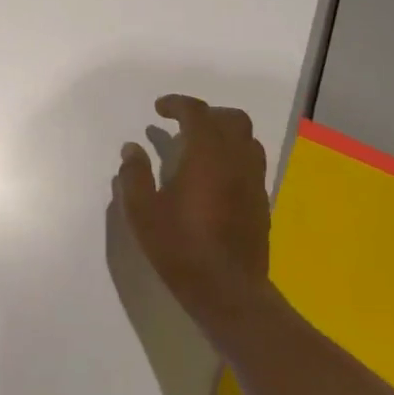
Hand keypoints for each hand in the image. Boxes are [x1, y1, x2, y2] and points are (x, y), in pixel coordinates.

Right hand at [114, 95, 272, 336]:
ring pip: (248, 139)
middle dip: (207, 114)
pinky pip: (252, 163)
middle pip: (232, 118)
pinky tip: (214, 177)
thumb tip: (132, 148)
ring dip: (225, 133)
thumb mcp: (142, 212)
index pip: (197, 113)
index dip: (177, 104)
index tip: (159, 109)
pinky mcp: (261, 201)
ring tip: (200, 148)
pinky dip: (234, 156)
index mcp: (207, 154)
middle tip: (183, 125)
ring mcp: (254, 180)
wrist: (228, 290)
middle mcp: (236, 160)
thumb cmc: (180, 247)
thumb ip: (134, 175)